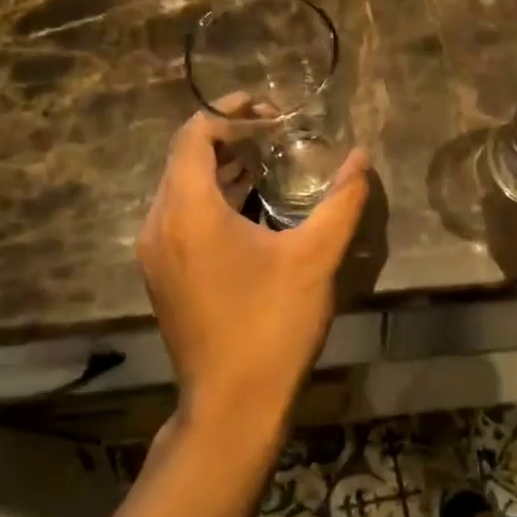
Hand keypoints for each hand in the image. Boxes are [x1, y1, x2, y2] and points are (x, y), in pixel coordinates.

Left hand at [137, 107, 369, 427]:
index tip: (271, 112)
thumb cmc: (272, 325)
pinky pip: (179, 217)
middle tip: (275, 134)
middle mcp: (158, 223)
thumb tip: (361, 158)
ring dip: (219, 169)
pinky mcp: (162, 275)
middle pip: (184, 158)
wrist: (232, 404)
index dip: (231, 113)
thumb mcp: (316, 259)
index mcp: (187, 210)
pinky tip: (250, 209)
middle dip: (228, 138)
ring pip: (180, 189)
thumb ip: (342, 201)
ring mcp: (155, 253)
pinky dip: (210, 200)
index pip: (194, 134)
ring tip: (267, 164)